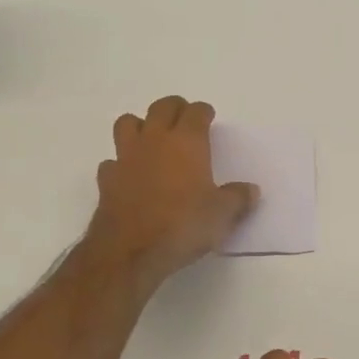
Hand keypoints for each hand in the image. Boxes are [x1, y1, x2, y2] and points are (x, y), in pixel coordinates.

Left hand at [86, 97, 258, 286]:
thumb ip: (238, 198)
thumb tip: (251, 190)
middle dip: (174, 108)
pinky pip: (112, 161)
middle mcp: (155, 140)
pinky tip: (129, 175)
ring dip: (140, 125)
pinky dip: (121, 163)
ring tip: (151, 139)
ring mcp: (126, 157)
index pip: (195, 112)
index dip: (203, 112)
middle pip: (162, 107)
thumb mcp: (222, 215)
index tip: (208, 117)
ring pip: (128, 123)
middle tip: (183, 119)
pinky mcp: (107, 179)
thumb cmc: (182, 225)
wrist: (130, 251)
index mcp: (187, 142)